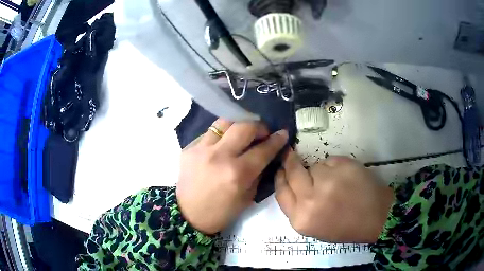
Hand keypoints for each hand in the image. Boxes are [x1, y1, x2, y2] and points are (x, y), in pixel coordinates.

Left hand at [177, 118, 287, 234]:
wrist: (188, 215)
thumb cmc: (221, 212)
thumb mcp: (248, 197)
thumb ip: (258, 172)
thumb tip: (267, 153)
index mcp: (237, 174)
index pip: (263, 149)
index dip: (276, 140)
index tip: (282, 133)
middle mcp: (219, 156)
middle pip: (244, 127)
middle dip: (259, 126)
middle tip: (262, 133)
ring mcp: (201, 149)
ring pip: (224, 122)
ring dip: (238, 125)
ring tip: (242, 134)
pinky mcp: (189, 148)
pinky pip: (209, 133)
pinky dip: (221, 135)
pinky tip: (222, 145)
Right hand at [275, 149, 393, 242]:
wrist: (375, 218)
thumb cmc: (345, 227)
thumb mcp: (313, 227)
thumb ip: (298, 208)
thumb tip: (290, 183)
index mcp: (301, 219)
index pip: (281, 191)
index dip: (280, 177)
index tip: (281, 169)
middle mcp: (310, 200)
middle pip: (292, 172)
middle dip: (291, 162)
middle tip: (292, 155)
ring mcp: (328, 181)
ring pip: (314, 166)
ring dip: (320, 171)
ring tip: (336, 182)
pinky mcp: (343, 166)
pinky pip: (330, 161)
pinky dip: (335, 167)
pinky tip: (346, 178)